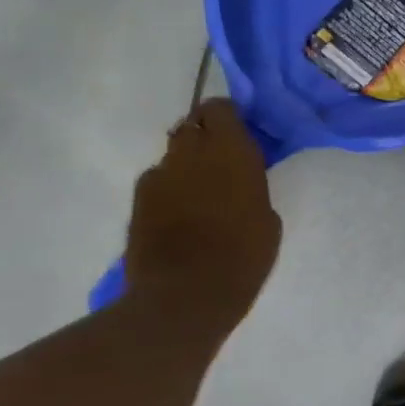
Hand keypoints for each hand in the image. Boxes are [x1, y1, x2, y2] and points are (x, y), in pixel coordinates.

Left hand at [124, 99, 280, 321]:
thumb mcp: (267, 215)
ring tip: (199, 191)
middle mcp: (191, 154)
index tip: (240, 132)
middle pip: (192, 125)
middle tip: (220, 160)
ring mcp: (159, 177)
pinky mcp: (137, 202)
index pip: (219, 109)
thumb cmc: (243, 256)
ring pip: (173, 154)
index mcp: (231, 151)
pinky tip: (179, 214)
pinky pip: (157, 181)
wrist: (184, 297)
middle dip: (205, 136)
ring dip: (186, 163)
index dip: (227, 116)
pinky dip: (169, 188)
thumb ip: (250, 184)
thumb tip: (237, 177)